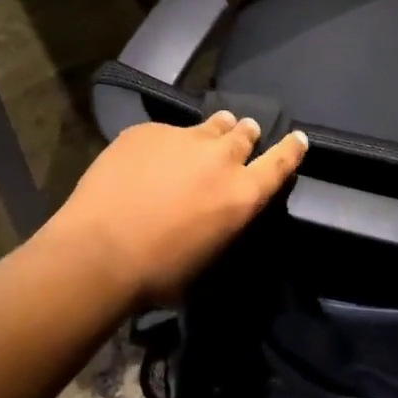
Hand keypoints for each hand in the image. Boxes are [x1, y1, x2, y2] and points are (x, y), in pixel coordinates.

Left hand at [40, 113, 307, 306]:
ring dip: (214, 130)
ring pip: (209, 125)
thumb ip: (225, 219)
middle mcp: (219, 158)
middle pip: (244, 134)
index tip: (298, 138)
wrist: (100, 250)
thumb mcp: (209, 256)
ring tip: (208, 134)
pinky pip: (166, 132)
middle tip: (244, 134)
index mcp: (241, 194)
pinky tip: (149, 159)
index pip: (279, 164)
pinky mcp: (148, 130)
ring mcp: (182, 138)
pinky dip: (166, 143)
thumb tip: (221, 206)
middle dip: (246, 134)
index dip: (291, 149)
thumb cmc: (158, 273)